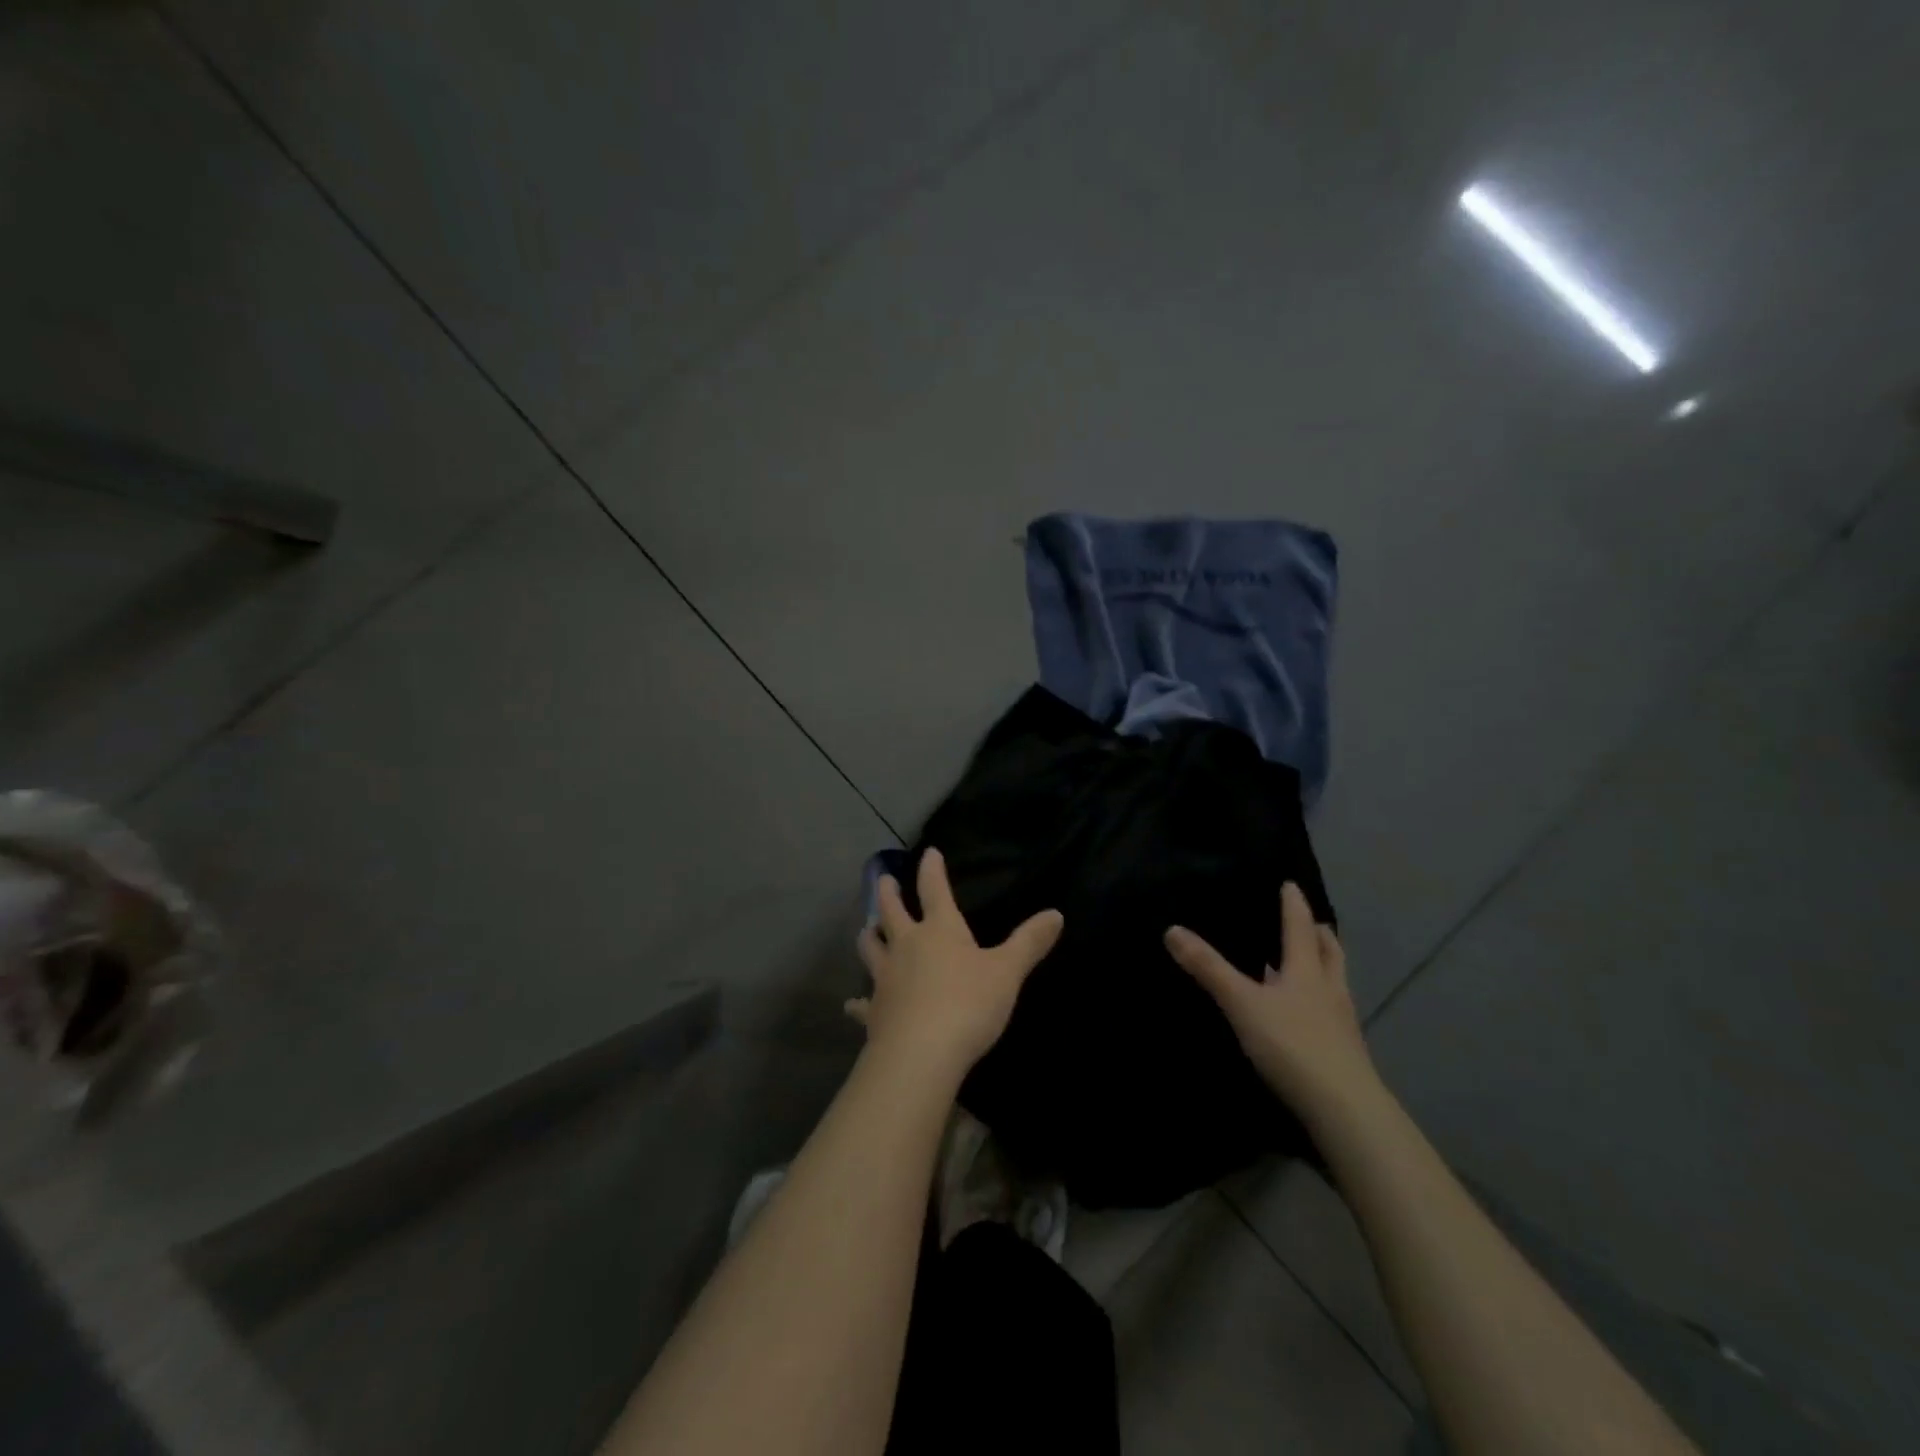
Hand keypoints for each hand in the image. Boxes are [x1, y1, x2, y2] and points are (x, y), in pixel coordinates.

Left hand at [848, 848, 1063, 1086]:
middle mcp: (907, 946)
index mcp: (940, 930)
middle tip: (882, 879)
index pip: (934, 890)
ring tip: (865, 929)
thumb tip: (1056, 913)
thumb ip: (1029, 942)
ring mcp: (885, 978)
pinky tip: (850, 1004)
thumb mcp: (1007, 972)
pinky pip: (861, 1003)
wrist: (921, 1053)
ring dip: (868, 936)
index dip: (932, 869)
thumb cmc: (968, 1004)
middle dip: (888, 894)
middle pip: (892, 912)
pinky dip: (856, 1002)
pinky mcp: (874, 1012)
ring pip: (871, 949)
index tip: (928, 852)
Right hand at [1165, 883, 1377, 1119]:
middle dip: (1318, 934)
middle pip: (1329, 952)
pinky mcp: (1344, 1051)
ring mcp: (1341, 1022)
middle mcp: (1329, 989)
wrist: (1344, 1109)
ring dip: (1323, 965)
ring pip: (1334, 982)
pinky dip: (1320, 1000)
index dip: (1294, 904)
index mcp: (1307, 970)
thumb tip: (1172, 929)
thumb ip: (1209, 968)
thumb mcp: (1242, 1003)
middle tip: (1310, 920)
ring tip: (1309, 961)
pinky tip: (1306, 1013)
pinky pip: (1332, 1012)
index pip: (1300, 927)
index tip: (1291, 884)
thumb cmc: (1292, 1045)